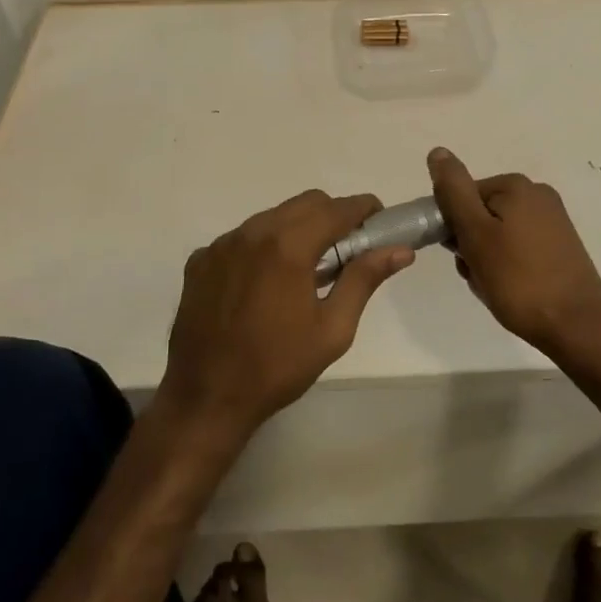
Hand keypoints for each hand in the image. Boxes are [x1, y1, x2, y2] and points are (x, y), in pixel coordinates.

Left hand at [158, 190, 412, 442]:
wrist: (207, 398)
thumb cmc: (278, 366)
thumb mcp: (333, 329)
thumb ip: (364, 280)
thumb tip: (399, 251)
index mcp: (288, 246)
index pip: (337, 208)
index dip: (364, 209)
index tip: (379, 222)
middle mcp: (252, 232)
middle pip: (304, 204)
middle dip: (332, 216)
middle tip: (346, 250)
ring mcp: (222, 244)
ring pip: (271, 217)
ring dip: (297, 230)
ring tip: (305, 270)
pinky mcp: (201, 261)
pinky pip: (241, 238)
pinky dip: (262, 248)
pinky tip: (264, 284)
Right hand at [427, 147, 600, 355]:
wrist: (576, 327)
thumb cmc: (518, 280)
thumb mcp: (476, 234)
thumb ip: (454, 192)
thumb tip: (438, 152)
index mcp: (517, 186)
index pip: (463, 197)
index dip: (454, 227)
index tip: (460, 255)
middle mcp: (538, 195)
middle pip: (481, 214)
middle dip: (471, 245)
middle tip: (479, 275)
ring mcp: (553, 221)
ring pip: (498, 235)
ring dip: (487, 260)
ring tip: (495, 287)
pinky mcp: (561, 246)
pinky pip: (519, 249)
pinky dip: (508, 267)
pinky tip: (512, 290)